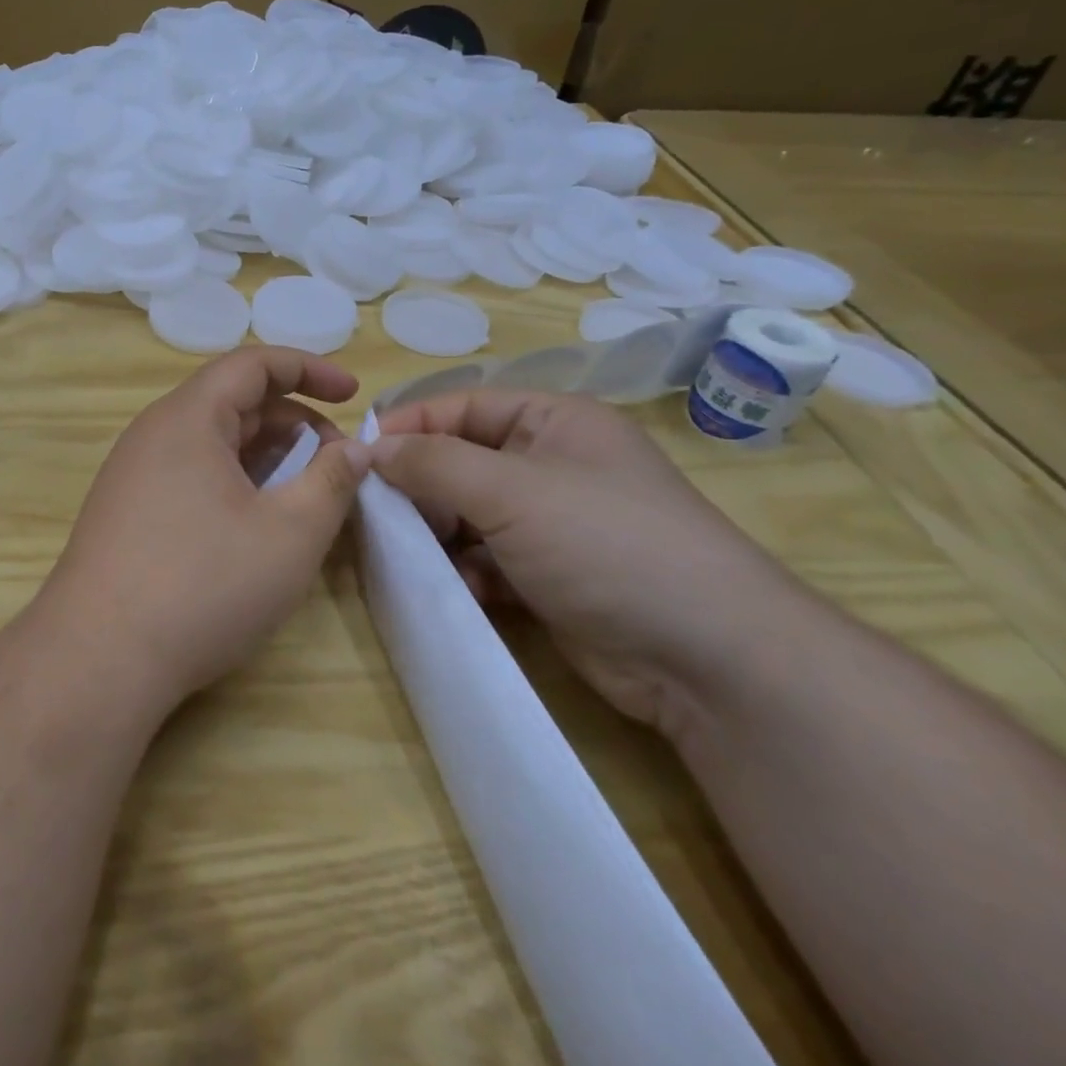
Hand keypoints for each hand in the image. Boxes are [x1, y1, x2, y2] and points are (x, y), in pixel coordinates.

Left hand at [40, 348, 373, 713]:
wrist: (98, 657)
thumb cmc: (203, 584)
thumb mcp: (290, 533)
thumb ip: (332, 481)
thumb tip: (354, 450)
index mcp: (188, 418)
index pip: (252, 365)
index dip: (308, 370)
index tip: (353, 395)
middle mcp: (153, 434)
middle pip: (232, 403)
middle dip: (294, 423)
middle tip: (338, 464)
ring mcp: (133, 474)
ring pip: (212, 444)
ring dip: (265, 457)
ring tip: (305, 495)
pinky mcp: (126, 512)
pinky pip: (190, 475)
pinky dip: (233, 483)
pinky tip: (255, 524)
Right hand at [374, 390, 810, 733]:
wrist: (708, 659)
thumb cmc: (606, 543)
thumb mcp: (511, 490)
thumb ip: (433, 462)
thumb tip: (370, 449)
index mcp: (553, 421)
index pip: (461, 406)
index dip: (410, 426)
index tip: (357, 456)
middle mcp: (550, 464)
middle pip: (460, 460)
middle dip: (418, 485)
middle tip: (375, 511)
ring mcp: (551, 523)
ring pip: (467, 513)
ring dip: (436, 532)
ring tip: (406, 553)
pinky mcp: (549, 576)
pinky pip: (485, 559)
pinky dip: (463, 570)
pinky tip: (453, 588)